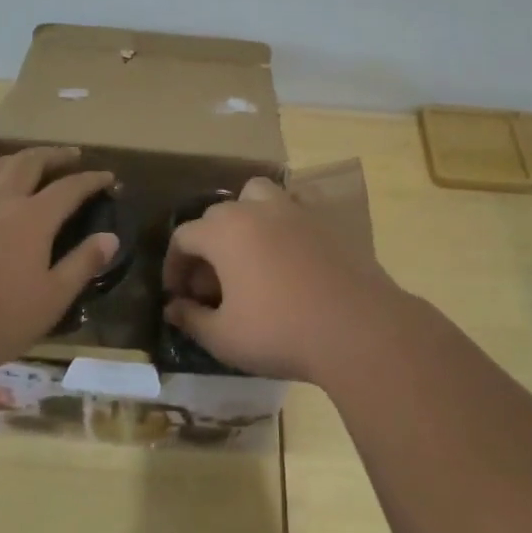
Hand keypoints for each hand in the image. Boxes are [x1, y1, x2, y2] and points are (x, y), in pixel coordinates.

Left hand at [0, 147, 119, 369]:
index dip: (91, 179)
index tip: (107, 176)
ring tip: (29, 160)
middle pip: (29, 163)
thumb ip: (82, 264)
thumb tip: (110, 238)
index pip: (69, 188)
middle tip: (70, 155)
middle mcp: (0, 201)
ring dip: (18, 158)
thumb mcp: (52, 299)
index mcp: (33, 218)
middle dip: (53, 155)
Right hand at [162, 176, 412, 383]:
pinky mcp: (327, 221)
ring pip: (258, 195)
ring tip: (249, 253)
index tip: (178, 295)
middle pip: (217, 215)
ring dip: (245, 216)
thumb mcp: (224, 337)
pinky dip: (284, 221)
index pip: (184, 236)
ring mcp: (295, 211)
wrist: (358, 329)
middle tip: (212, 286)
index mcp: (224, 232)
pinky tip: (289, 253)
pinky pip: (297, 207)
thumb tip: (173, 308)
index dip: (174, 265)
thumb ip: (192, 319)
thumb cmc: (280, 332)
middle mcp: (256, 210)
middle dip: (207, 246)